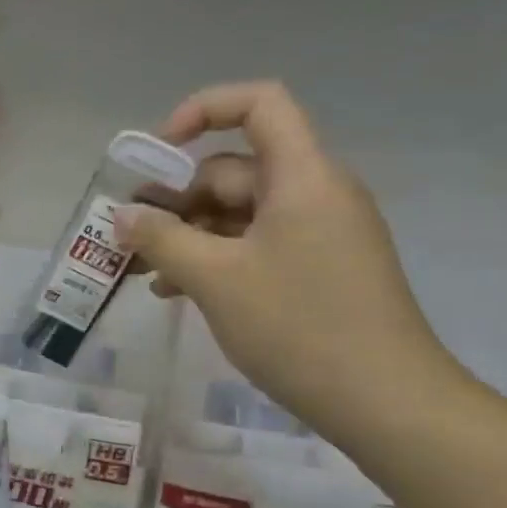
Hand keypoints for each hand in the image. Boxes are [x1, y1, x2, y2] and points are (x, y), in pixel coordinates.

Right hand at [115, 81, 468, 446]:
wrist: (384, 402)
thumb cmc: (297, 326)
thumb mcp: (215, 279)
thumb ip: (162, 239)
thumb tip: (122, 215)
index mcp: (301, 176)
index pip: (258, 105)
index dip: (203, 110)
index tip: (157, 151)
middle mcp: (314, 193)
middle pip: (236, 169)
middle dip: (177, 196)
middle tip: (129, 234)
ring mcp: (318, 234)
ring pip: (239, 215)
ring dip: (188, 235)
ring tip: (144, 272)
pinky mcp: (317, 270)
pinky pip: (255, 247)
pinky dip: (215, 260)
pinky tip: (176, 293)